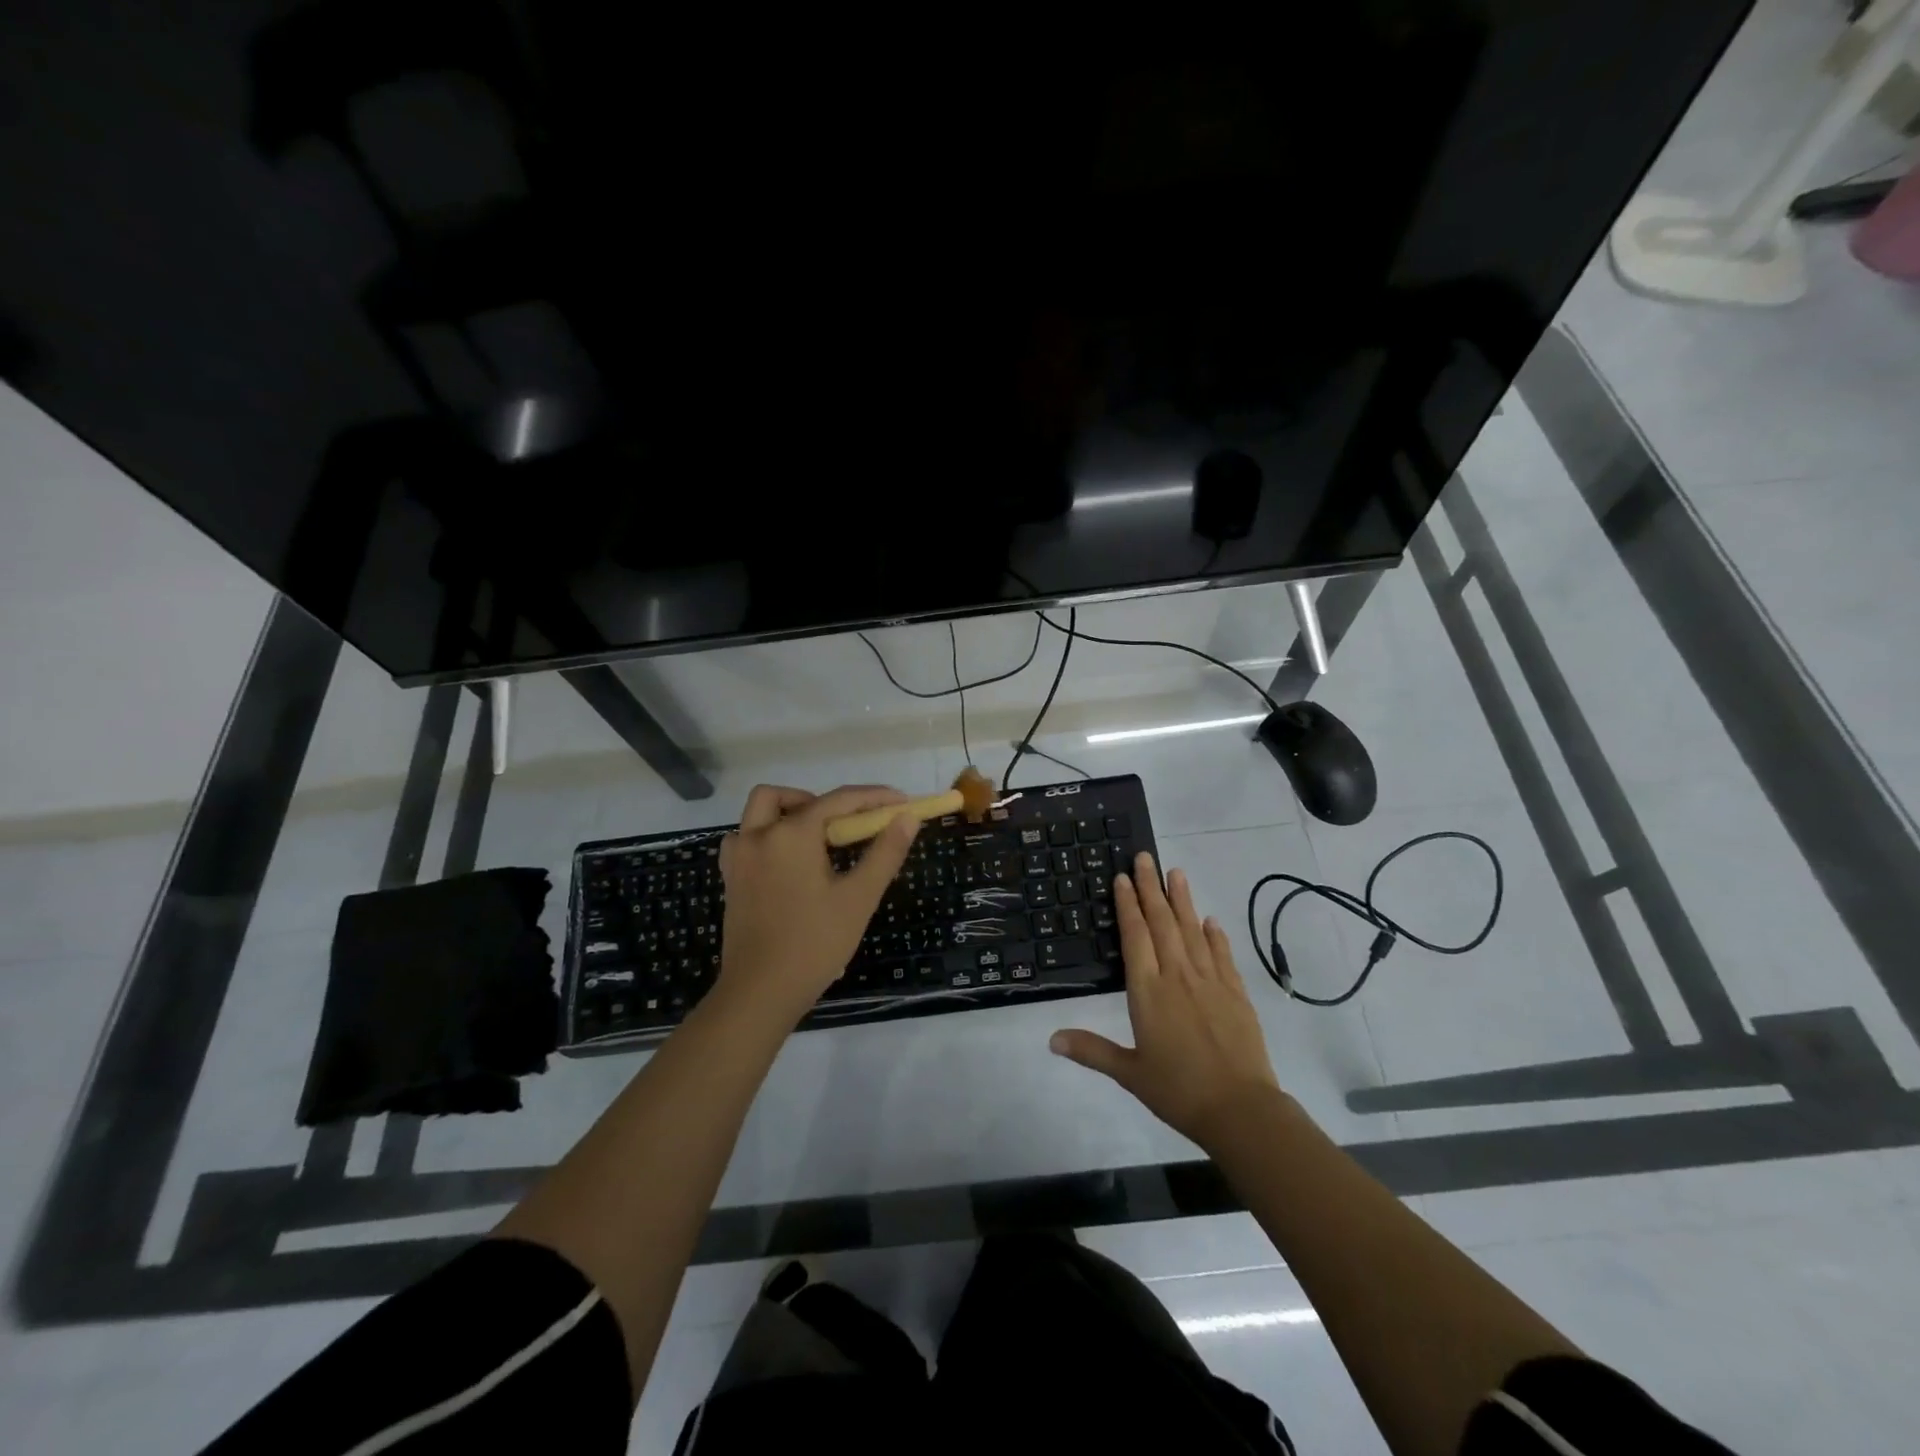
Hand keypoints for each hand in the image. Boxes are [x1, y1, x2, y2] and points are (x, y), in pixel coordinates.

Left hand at [715, 783, 918, 1026]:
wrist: (760, 992)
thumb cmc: (815, 943)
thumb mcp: (859, 897)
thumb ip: (885, 852)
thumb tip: (907, 817)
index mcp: (792, 835)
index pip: (839, 800)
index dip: (874, 797)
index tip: (901, 802)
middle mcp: (759, 835)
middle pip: (789, 797)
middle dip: (823, 802)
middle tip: (849, 828)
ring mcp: (739, 857)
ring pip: (761, 812)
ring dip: (790, 813)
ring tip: (819, 842)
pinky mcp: (730, 879)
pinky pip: (747, 838)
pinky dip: (769, 836)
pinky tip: (789, 862)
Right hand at [1050, 852, 1280, 1148]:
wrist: (1240, 1110)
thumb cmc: (1178, 1090)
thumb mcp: (1129, 1073)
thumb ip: (1092, 1050)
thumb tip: (1051, 1039)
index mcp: (1148, 991)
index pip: (1135, 936)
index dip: (1127, 905)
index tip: (1122, 878)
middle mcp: (1177, 976)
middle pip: (1162, 923)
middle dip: (1151, 888)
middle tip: (1145, 857)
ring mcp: (1210, 981)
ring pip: (1192, 931)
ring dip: (1183, 900)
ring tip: (1176, 872)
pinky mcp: (1235, 992)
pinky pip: (1222, 955)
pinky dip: (1215, 935)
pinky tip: (1210, 920)